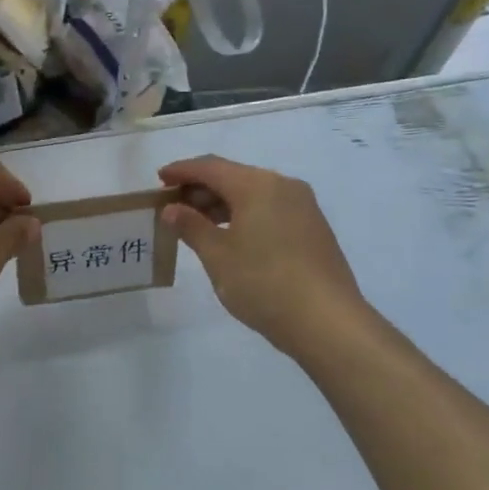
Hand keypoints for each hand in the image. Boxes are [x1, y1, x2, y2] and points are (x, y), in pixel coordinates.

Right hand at [160, 155, 372, 356]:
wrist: (328, 322)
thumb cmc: (264, 283)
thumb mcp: (218, 256)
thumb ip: (191, 226)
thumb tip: (172, 209)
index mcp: (256, 184)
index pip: (210, 167)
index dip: (181, 171)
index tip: (159, 179)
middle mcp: (282, 185)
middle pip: (233, 176)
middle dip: (201, 189)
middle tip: (174, 206)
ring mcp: (303, 206)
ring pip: (254, 193)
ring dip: (223, 203)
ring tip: (199, 224)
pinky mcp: (314, 227)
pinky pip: (271, 208)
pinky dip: (246, 214)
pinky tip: (233, 237)